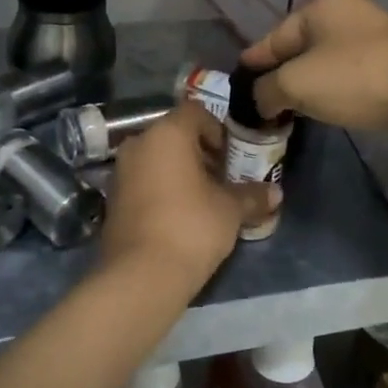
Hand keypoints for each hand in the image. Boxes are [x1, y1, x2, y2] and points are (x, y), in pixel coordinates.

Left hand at [99, 103, 273, 294]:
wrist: (141, 275)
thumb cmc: (191, 227)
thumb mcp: (230, 210)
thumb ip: (252, 195)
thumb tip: (276, 193)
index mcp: (167, 133)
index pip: (196, 113)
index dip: (218, 131)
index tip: (232, 158)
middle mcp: (138, 143)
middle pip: (175, 135)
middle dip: (200, 153)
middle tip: (222, 179)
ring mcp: (120, 171)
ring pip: (157, 158)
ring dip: (180, 172)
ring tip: (204, 200)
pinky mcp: (112, 199)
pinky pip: (143, 181)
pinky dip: (162, 188)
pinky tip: (180, 216)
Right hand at [241, 0, 387, 134]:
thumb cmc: (354, 78)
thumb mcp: (296, 84)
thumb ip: (265, 90)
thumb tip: (258, 100)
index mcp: (320, 3)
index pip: (272, 38)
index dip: (252, 65)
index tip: (236, 87)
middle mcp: (346, 9)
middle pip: (297, 47)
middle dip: (279, 75)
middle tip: (261, 104)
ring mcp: (372, 32)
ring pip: (322, 60)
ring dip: (305, 84)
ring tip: (288, 110)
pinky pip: (346, 71)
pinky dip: (331, 88)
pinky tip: (324, 106)